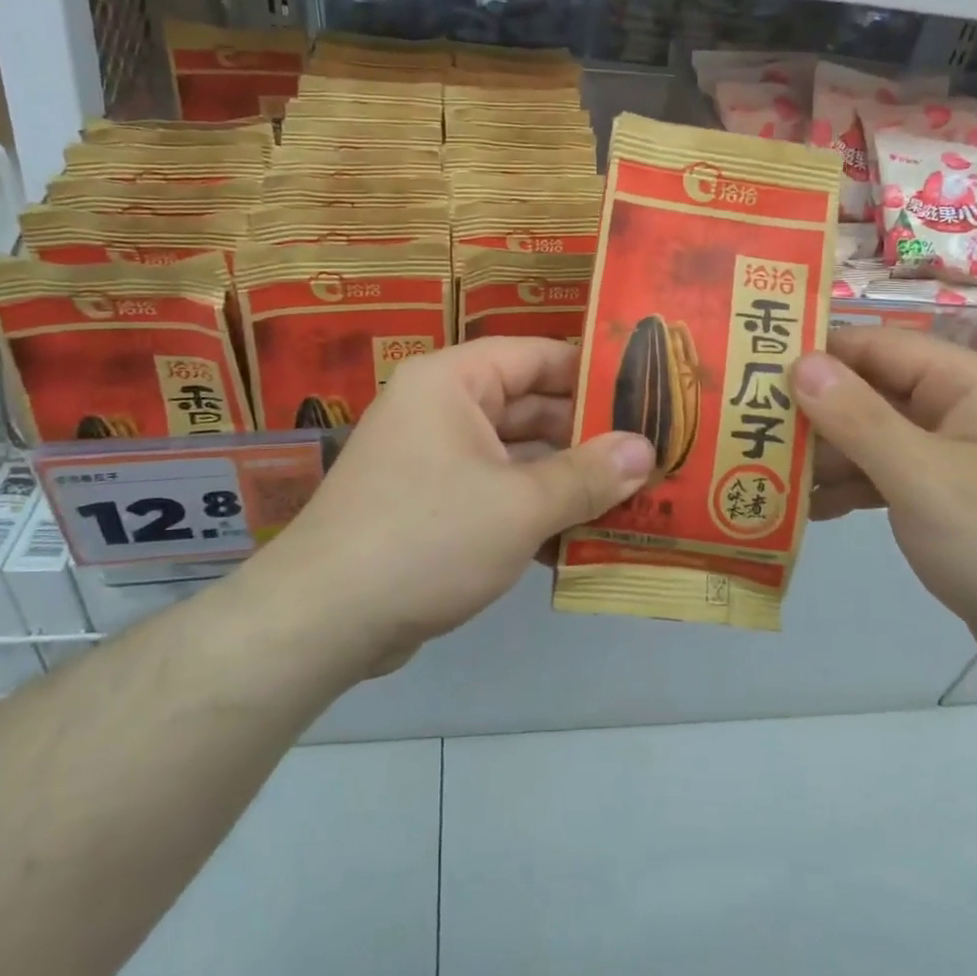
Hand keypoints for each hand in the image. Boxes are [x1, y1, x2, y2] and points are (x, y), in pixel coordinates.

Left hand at [251, 337, 654, 671]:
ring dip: (566, 479)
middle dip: (587, 436)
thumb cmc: (427, 538)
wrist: (324, 620)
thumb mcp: (520, 506)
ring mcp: (433, 460)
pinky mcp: (431, 506)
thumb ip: (587, 476)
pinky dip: (533, 510)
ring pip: (515, 456)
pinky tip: (583, 538)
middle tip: (652, 453)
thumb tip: (646, 450)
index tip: (647, 393)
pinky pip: (495, 493)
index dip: (592, 373)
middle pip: (529, 407)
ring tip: (634, 497)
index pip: (536, 356)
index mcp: (453, 382)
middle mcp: (441, 410)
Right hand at [789, 327, 976, 697]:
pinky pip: (888, 477)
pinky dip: (851, 488)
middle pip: (871, 392)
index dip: (816, 353)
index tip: (753, 367)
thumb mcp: (923, 477)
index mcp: (966, 383)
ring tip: (762, 472)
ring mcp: (955, 456)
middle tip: (745, 426)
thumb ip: (857, 418)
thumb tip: (799, 362)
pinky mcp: (949, 500)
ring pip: (874, 438)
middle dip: (812, 411)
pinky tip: (807, 509)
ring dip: (825, 455)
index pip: (877, 345)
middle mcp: (961, 408)